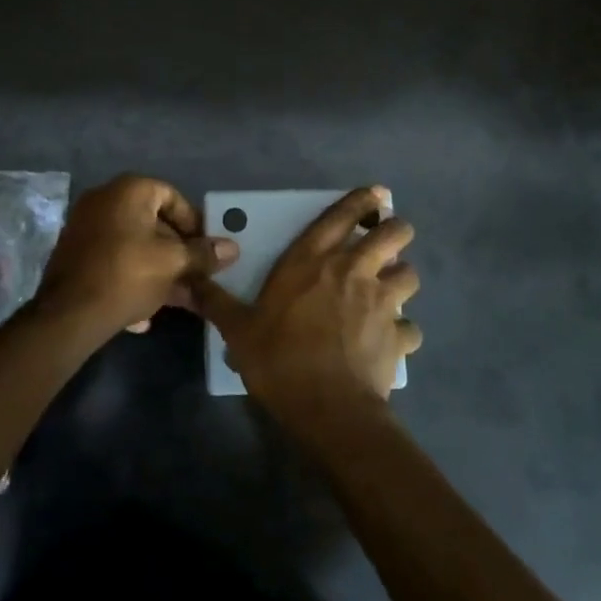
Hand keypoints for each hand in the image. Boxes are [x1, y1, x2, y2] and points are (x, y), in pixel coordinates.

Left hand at [33, 175, 238, 342]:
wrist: (69, 315)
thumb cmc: (128, 275)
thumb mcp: (173, 263)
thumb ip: (204, 254)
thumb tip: (232, 248)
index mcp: (128, 191)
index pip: (172, 196)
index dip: (194, 222)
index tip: (207, 249)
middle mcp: (104, 200)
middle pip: (152, 223)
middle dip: (178, 252)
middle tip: (196, 275)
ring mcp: (86, 228)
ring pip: (134, 246)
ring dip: (159, 270)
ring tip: (178, 298)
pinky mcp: (75, 256)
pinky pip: (114, 261)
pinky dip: (132, 279)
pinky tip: (144, 314)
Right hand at [191, 186, 421, 427]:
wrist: (327, 406)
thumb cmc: (279, 358)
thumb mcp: (237, 330)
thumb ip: (216, 302)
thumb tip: (189, 282)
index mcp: (312, 260)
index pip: (342, 215)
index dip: (362, 200)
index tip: (376, 193)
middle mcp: (353, 271)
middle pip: (394, 234)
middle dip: (396, 230)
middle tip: (385, 242)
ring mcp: (382, 302)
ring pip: (410, 274)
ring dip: (401, 278)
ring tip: (390, 290)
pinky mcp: (398, 335)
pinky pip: (411, 327)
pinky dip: (403, 331)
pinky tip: (392, 340)